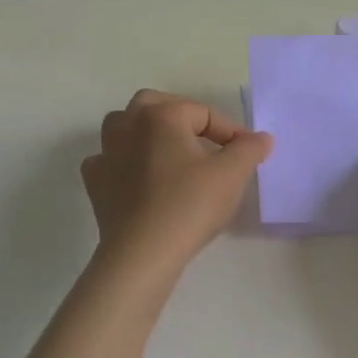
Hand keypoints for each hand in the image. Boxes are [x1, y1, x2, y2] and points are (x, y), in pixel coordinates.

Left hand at [81, 90, 272, 283]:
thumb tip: (261, 137)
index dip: (229, 131)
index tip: (246, 153)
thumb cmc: (189, 205)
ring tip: (166, 150)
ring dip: (144, 131)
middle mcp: (129, 124)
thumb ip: (248, 150)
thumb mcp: (231, 175)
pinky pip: (108, 159)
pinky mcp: (95, 181)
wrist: (142, 253)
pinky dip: (122, 161)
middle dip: (180, 116)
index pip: (203, 112)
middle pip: (155, 104)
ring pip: (123, 125)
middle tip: (202, 139)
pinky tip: (136, 177)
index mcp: (162, 115)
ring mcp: (107, 152)